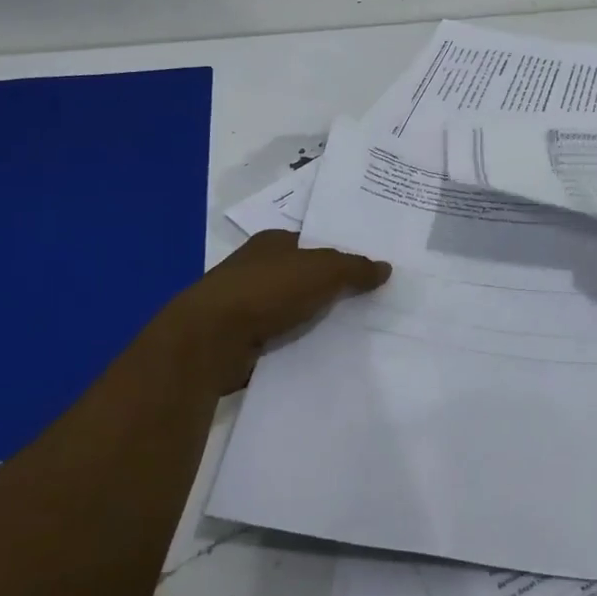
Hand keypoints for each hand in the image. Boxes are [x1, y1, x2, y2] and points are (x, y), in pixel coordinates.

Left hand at [178, 229, 391, 353]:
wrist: (210, 340)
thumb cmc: (267, 291)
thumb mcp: (323, 270)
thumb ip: (356, 268)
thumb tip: (386, 267)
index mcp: (273, 242)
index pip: (314, 243)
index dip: (342, 254)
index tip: (371, 270)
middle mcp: (258, 268)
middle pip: (306, 276)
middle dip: (333, 288)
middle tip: (374, 301)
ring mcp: (247, 304)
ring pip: (295, 309)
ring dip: (317, 319)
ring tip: (358, 331)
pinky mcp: (242, 338)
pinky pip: (283, 338)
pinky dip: (301, 344)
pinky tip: (326, 353)